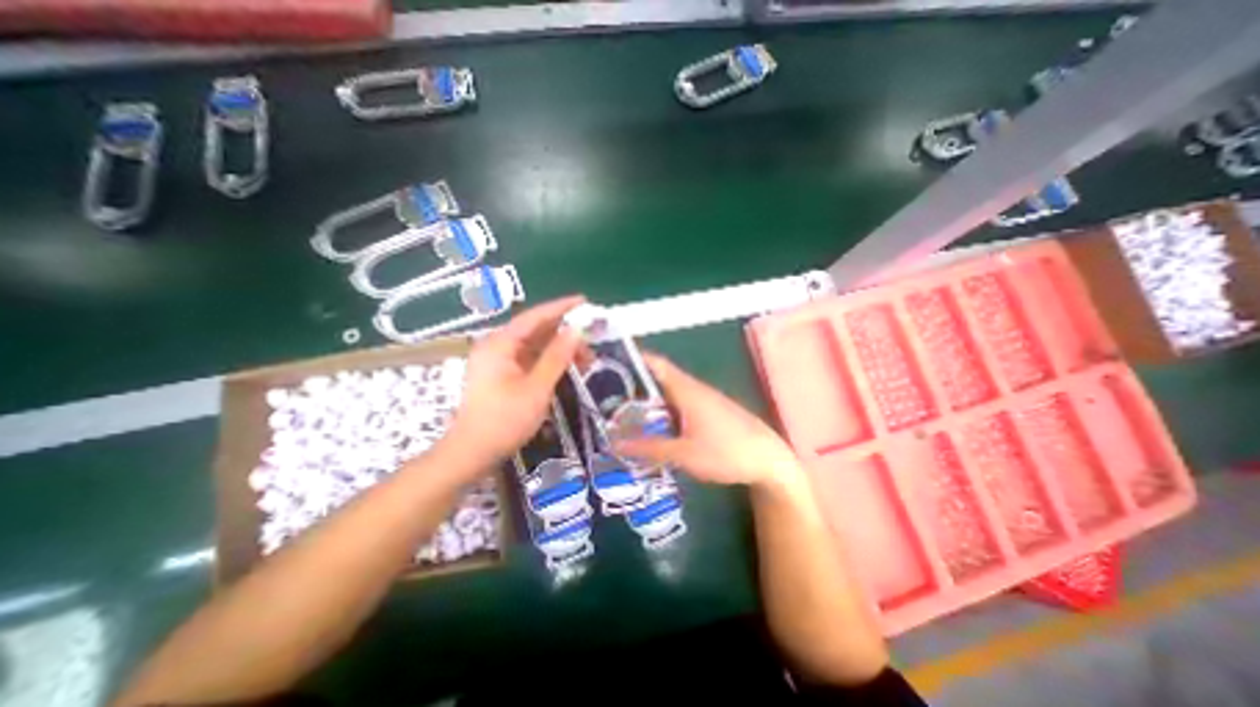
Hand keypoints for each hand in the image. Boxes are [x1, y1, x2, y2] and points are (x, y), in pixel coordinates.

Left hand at [439, 295, 582, 462]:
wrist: (472, 452)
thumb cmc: (504, 420)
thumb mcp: (537, 388)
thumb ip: (557, 357)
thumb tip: (576, 331)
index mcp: (500, 344)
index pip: (535, 317)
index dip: (561, 308)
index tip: (584, 301)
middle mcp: (497, 346)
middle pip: (535, 330)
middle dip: (564, 334)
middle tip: (591, 342)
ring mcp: (498, 361)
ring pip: (534, 346)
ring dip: (559, 349)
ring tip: (586, 358)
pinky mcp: (502, 374)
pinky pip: (530, 359)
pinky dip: (549, 361)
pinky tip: (567, 367)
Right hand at [614, 351, 805, 485]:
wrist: (769, 460)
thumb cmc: (727, 452)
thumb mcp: (684, 454)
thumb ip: (650, 449)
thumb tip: (616, 444)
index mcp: (686, 390)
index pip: (655, 364)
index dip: (633, 359)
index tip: (608, 364)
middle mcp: (694, 388)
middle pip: (659, 377)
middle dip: (633, 384)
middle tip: (607, 396)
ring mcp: (704, 399)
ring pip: (669, 392)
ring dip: (648, 398)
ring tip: (623, 411)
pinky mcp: (711, 411)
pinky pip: (680, 403)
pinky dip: (663, 409)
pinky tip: (654, 425)